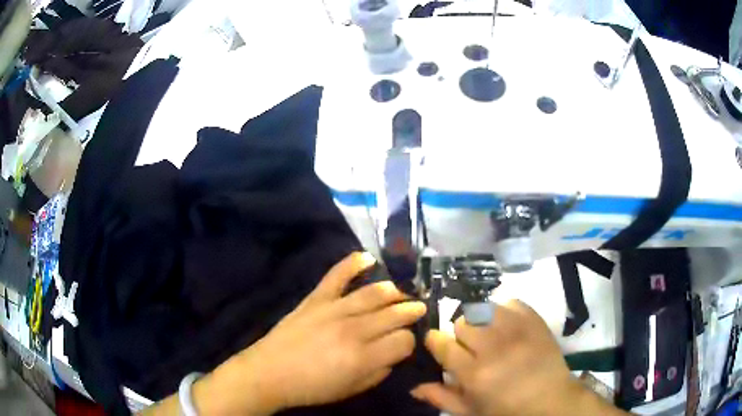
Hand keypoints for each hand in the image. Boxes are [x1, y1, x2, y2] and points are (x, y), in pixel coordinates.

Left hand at [193, 252, 426, 414]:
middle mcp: (354, 330)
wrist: (270, 373)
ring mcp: (334, 310)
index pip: (403, 340)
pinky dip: (352, 263)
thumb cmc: (312, 388)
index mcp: (364, 358)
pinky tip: (368, 257)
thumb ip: (379, 372)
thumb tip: (393, 354)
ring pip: (373, 293)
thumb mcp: (352, 390)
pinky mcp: (316, 299)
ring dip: (393, 291)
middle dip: (410, 310)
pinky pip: (337, 275)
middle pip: (393, 313)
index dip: (409, 341)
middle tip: (418, 307)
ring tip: (401, 292)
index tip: (405, 343)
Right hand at [411, 300, 625, 415]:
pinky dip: (503, 312)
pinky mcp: (534, 318)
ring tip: (487, 335)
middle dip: (460, 334)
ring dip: (480, 321)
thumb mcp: (471, 411)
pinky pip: (509, 302)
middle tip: (470, 347)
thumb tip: (413, 387)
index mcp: (474, 373)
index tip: (438, 345)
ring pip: (482, 308)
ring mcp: (516, 328)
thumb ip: (441, 397)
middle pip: (461, 322)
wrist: (552, 399)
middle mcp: (493, 346)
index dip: (435, 342)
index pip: (441, 342)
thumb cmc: (507, 410)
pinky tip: (507, 327)